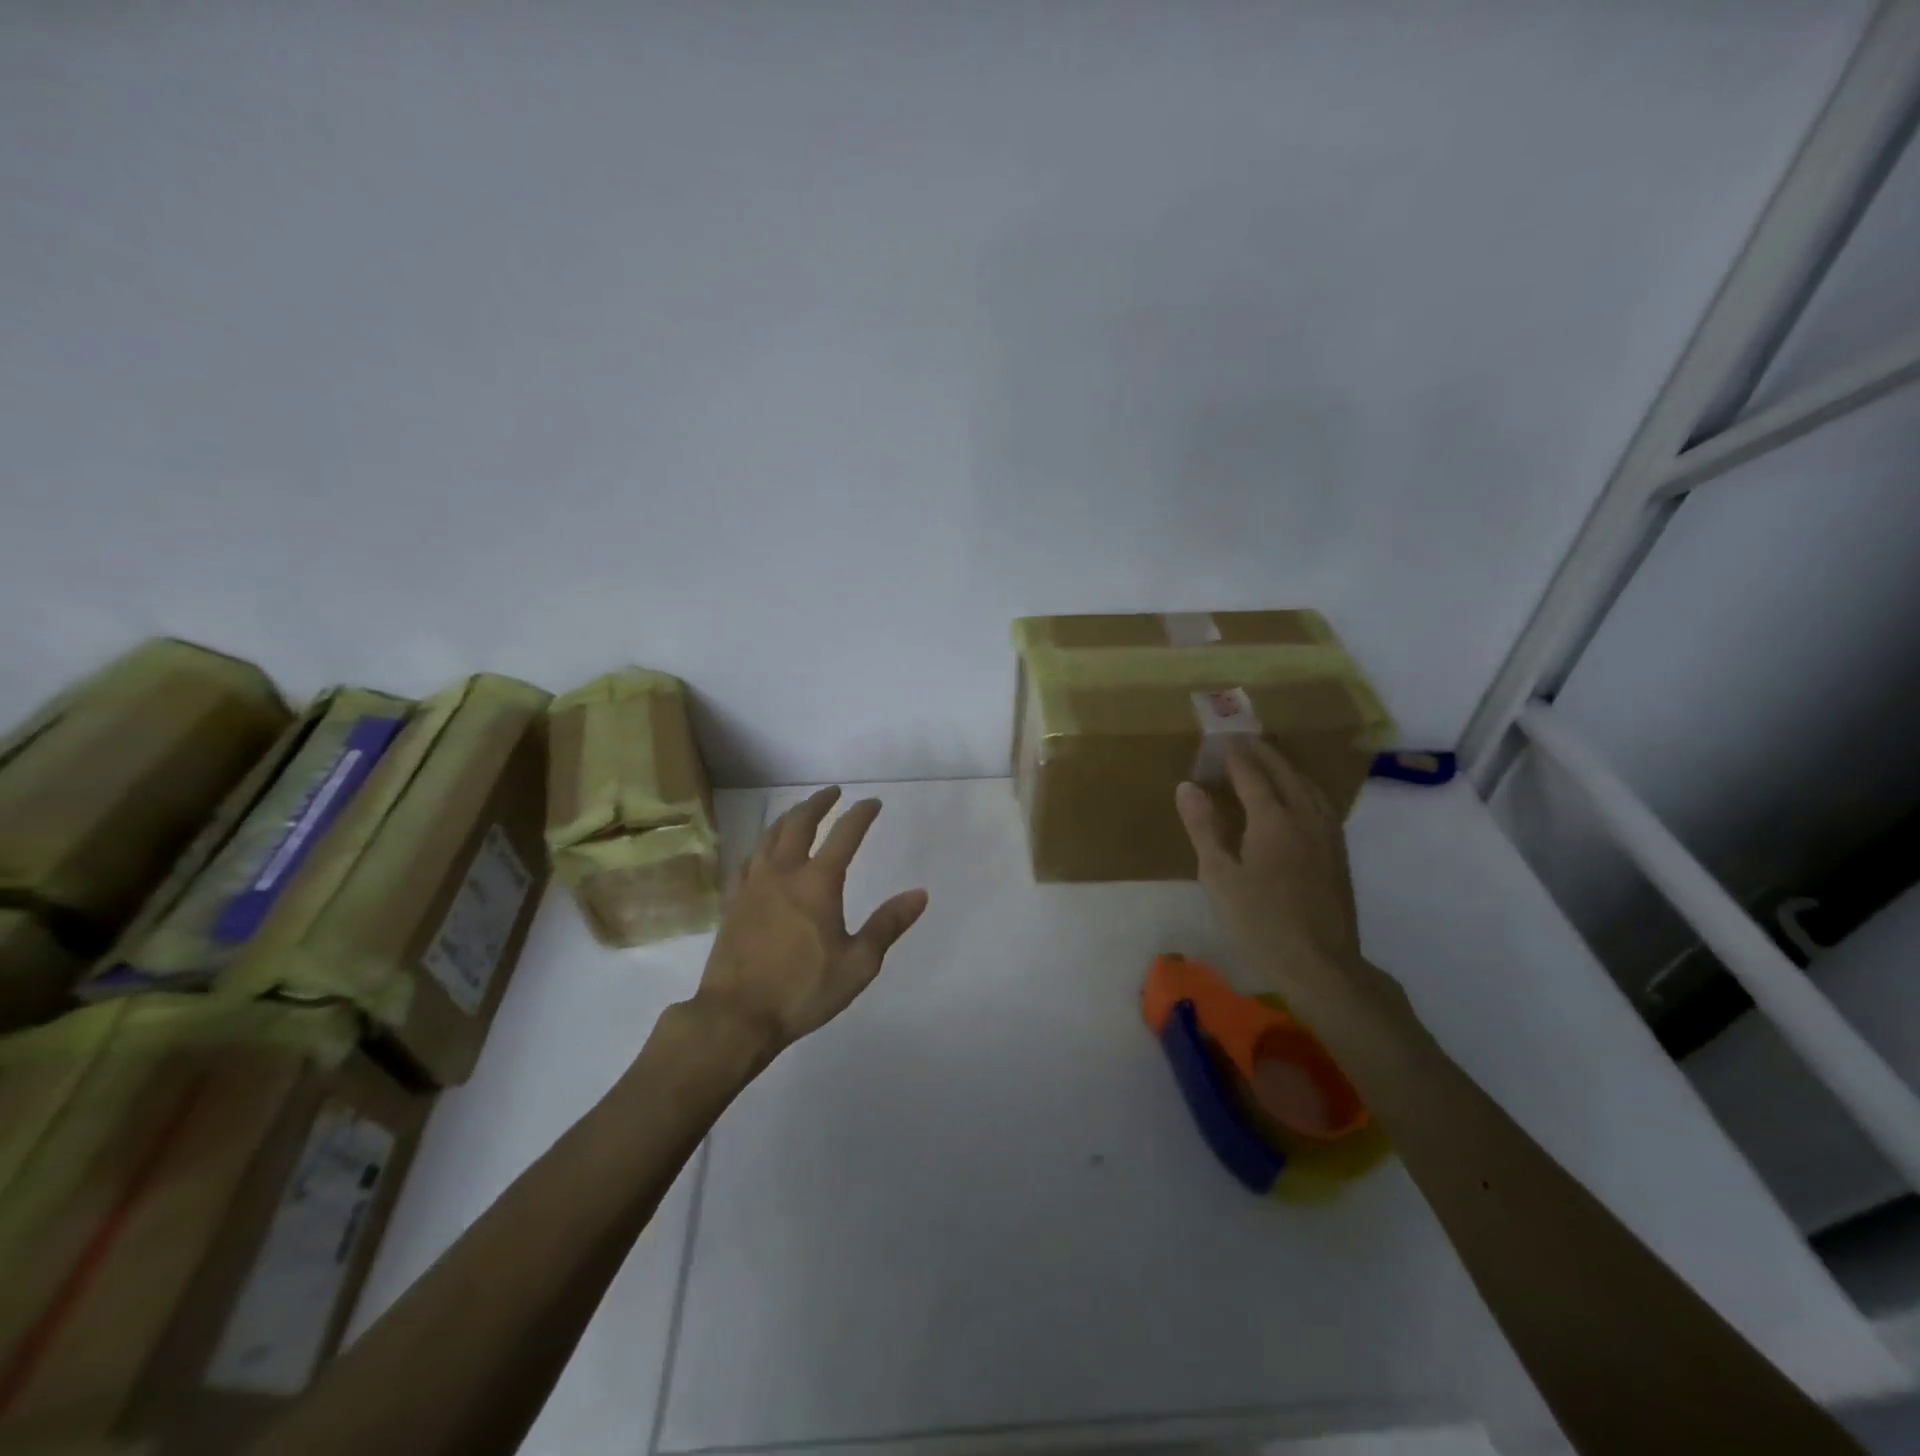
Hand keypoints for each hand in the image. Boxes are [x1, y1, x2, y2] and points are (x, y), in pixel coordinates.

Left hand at [695, 786, 929, 1052]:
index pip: (844, 834)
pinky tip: (763, 851)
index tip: (872, 803)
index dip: (860, 814)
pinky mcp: (733, 901)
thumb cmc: (803, 990)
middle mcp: (783, 872)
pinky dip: (762, 844)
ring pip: (770, 836)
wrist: (736, 1016)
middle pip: (799, 822)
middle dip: (818, 803)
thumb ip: (888, 924)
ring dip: (789, 817)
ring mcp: (753, 884)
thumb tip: (920, 893)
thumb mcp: (858, 963)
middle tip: (832, 792)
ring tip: (799, 812)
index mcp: (818, 882)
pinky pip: (748, 859)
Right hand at [1175, 738, 1361, 997]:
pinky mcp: (1338, 852)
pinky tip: (1297, 798)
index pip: (1252, 775)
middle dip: (1263, 754)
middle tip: (1242, 740)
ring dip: (1287, 767)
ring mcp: (1327, 834)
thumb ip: (1204, 828)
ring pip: (1308, 786)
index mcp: (1273, 820)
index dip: (1234, 756)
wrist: (1320, 964)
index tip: (1220, 740)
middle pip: (1285, 773)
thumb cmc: (1260, 922)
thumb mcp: (1219, 876)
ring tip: (1269, 761)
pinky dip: (1303, 787)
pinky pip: (1320, 803)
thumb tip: (1188, 786)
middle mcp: (1304, 817)